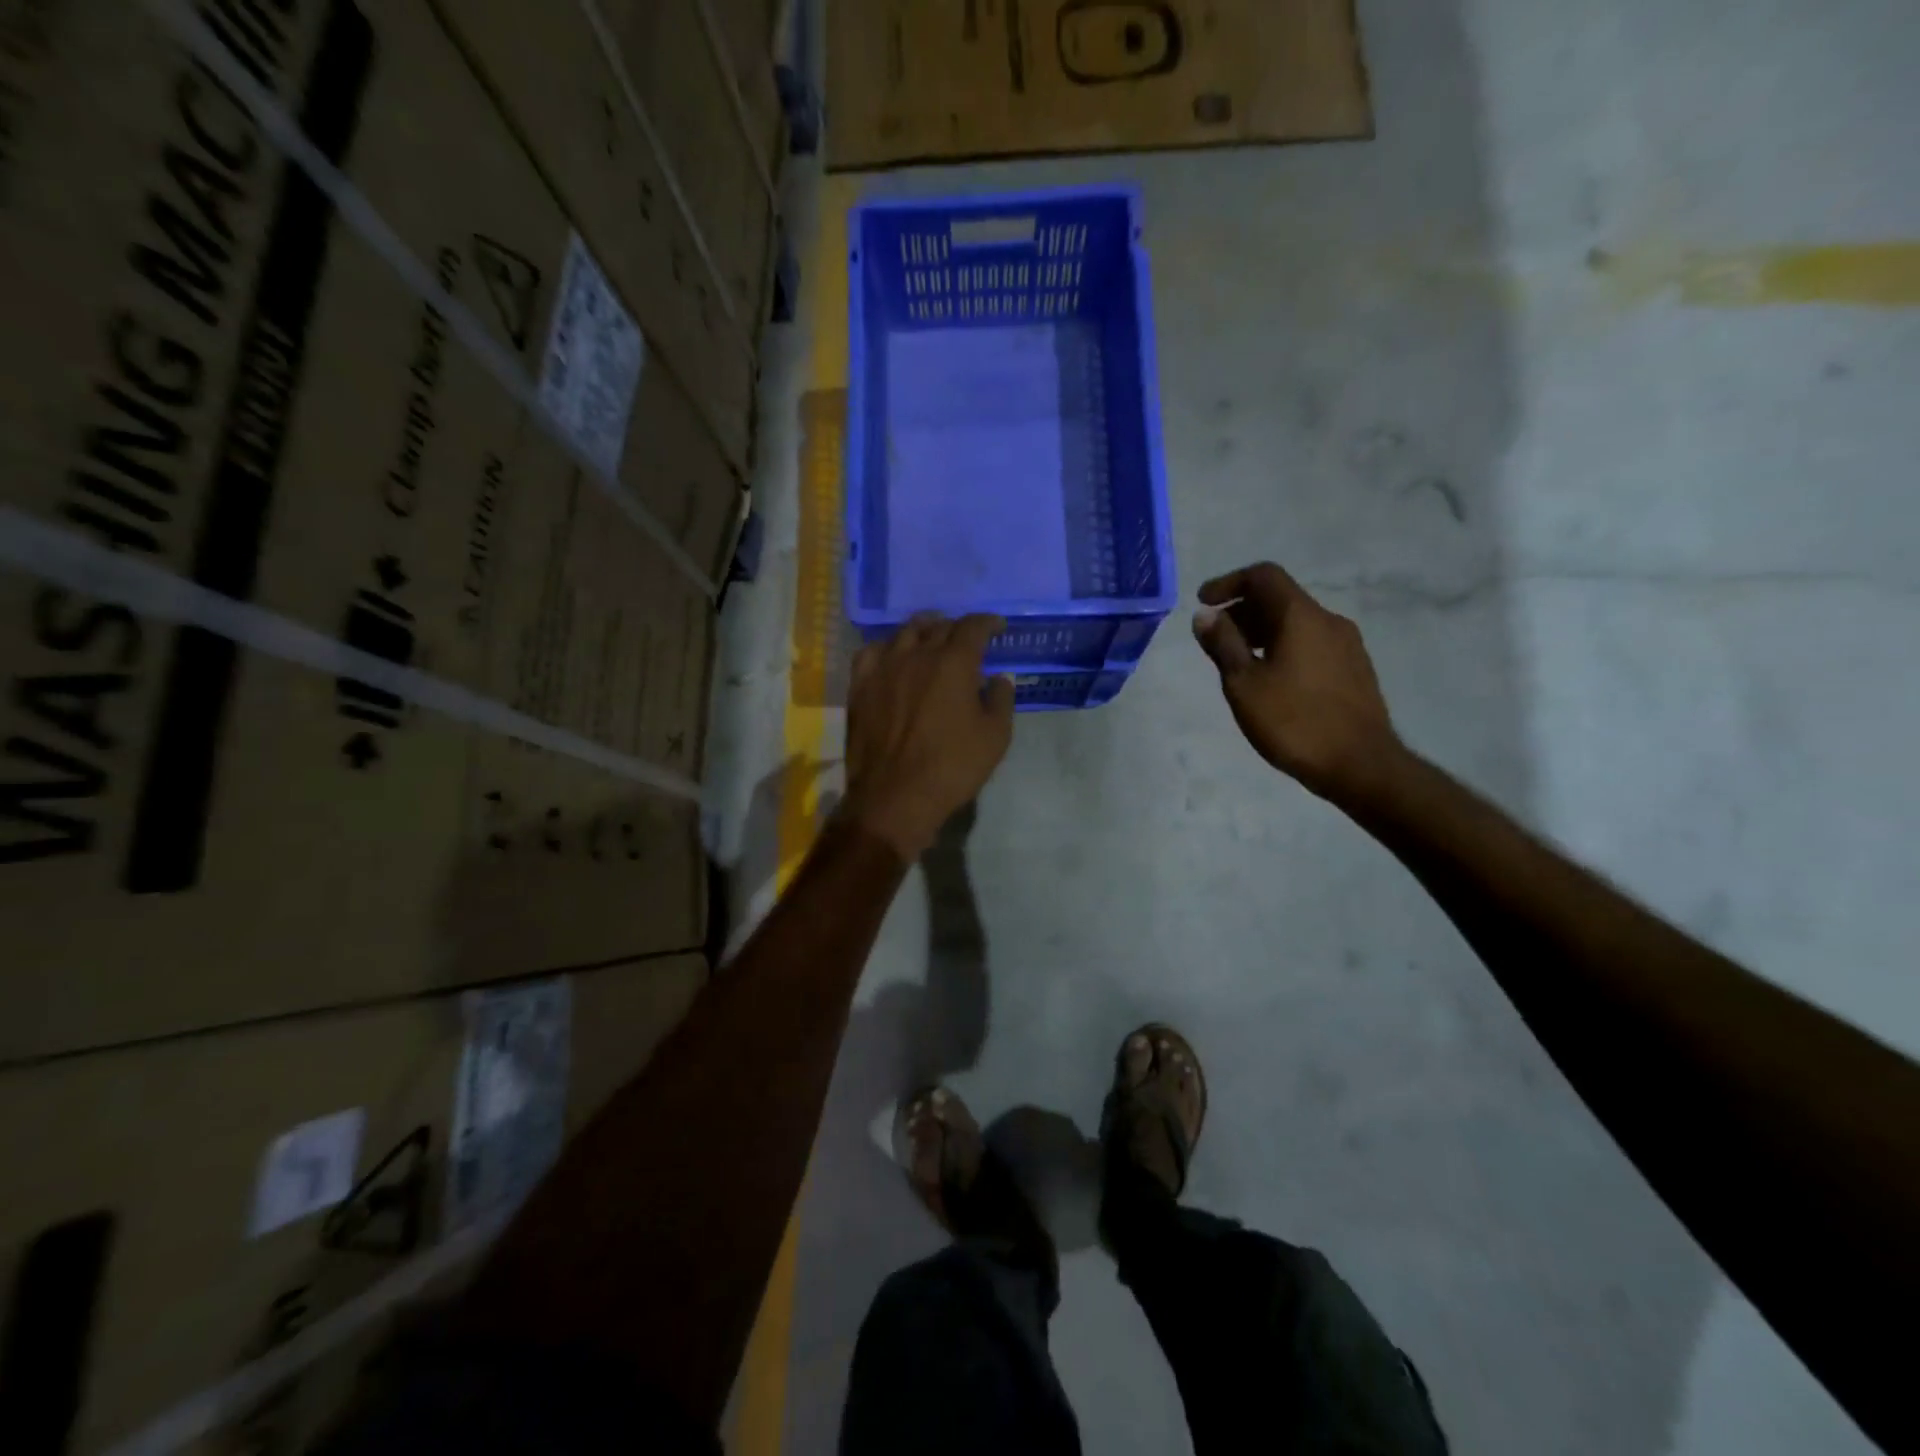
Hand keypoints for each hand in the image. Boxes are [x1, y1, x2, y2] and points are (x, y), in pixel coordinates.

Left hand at [841, 614, 1014, 860]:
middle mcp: (917, 655)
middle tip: (966, 639)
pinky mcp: (860, 686)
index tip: (997, 627)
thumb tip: (999, 678)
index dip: (987, 622)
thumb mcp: (995, 737)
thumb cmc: (952, 767)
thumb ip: (1001, 699)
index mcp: (954, 662)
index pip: (972, 627)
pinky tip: (892, 655)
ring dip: (923, 631)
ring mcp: (883, 668)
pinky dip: (888, 647)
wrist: (895, 796)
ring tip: (931, 639)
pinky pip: (871, 652)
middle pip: (938, 626)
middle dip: (956, 628)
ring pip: (904, 633)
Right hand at [1191, 563, 1402, 801]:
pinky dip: (1283, 646)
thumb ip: (1223, 644)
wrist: (1360, 764)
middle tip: (1214, 638)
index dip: (1229, 582)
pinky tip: (1271, 679)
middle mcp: (1328, 620)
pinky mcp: (1355, 669)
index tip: (1203, 603)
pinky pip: (1311, 642)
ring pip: (1296, 623)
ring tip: (1238, 662)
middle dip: (1242, 610)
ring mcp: (1347, 644)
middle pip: (1280, 598)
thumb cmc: (1293, 722)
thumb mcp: (1244, 684)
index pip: (1263, 576)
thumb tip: (1205, 615)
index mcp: (1301, 616)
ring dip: (1262, 631)